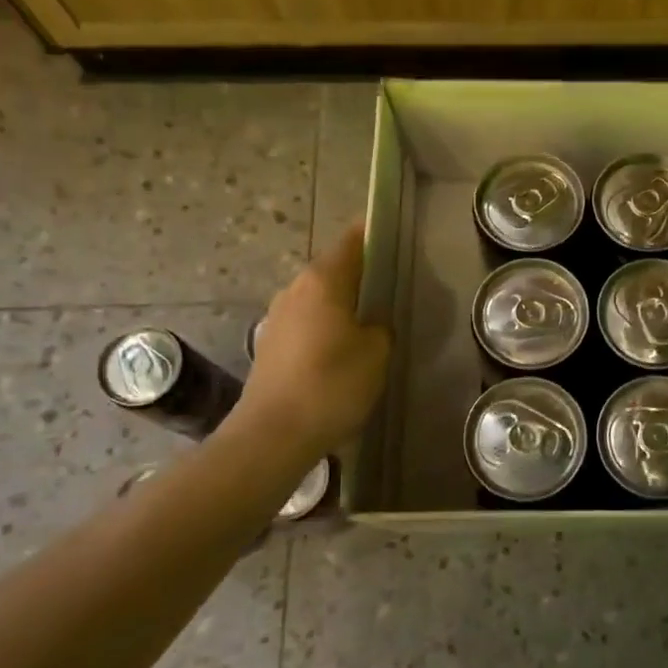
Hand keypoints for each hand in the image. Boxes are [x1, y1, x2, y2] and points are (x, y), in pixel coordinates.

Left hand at [229, 225, 390, 454]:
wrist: (273, 433)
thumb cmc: (332, 384)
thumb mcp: (376, 353)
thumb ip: (380, 326)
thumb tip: (373, 320)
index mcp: (323, 280)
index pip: (352, 240)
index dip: (374, 234)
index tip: (396, 237)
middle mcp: (296, 288)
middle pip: (333, 268)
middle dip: (361, 273)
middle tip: (392, 286)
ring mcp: (278, 316)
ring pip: (319, 297)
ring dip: (342, 302)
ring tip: (370, 320)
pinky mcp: (271, 344)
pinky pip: (307, 322)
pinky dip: (327, 326)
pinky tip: (343, 349)